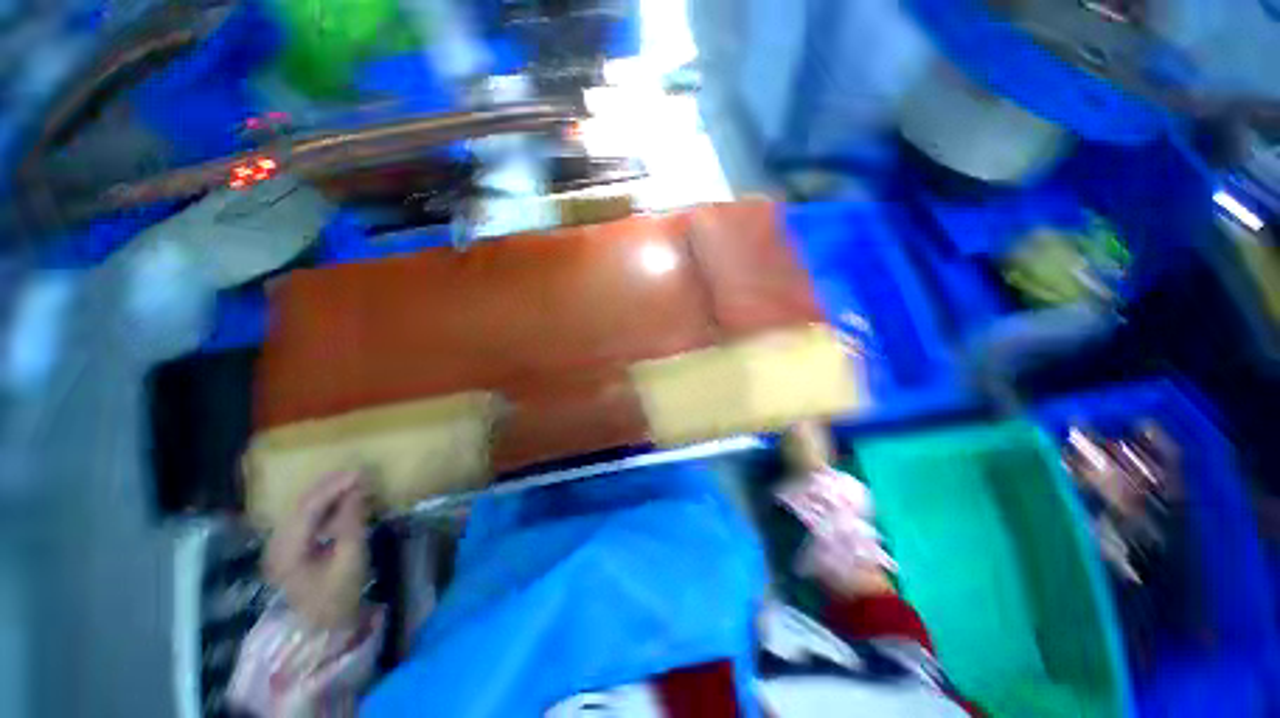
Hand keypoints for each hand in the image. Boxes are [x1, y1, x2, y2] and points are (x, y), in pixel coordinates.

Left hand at [264, 471, 369, 630]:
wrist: (324, 627)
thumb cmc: (339, 595)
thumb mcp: (350, 559)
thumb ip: (352, 523)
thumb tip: (358, 489)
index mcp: (286, 551)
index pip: (307, 508)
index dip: (334, 487)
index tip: (361, 473)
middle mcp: (276, 544)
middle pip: (301, 505)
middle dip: (330, 486)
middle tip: (360, 473)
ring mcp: (280, 546)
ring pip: (302, 508)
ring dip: (327, 493)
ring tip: (354, 482)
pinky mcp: (289, 547)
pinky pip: (305, 517)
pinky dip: (324, 505)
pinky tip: (342, 500)